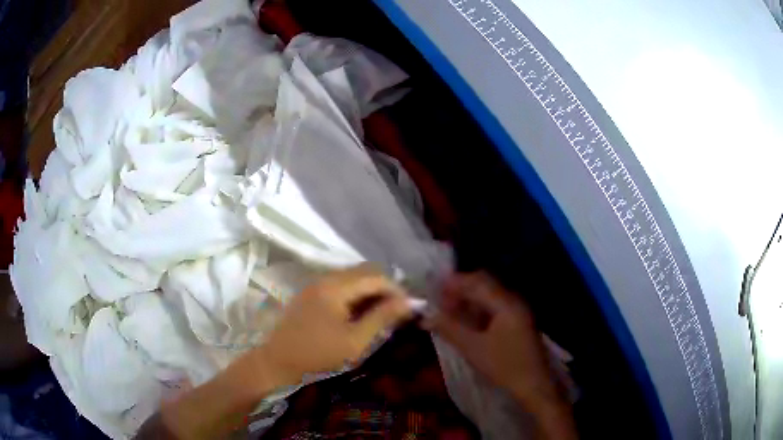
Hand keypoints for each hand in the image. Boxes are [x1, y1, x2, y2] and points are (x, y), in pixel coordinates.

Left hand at [256, 264, 412, 386]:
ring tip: (381, 313)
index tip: (409, 308)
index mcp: (336, 287)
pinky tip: (359, 313)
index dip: (396, 290)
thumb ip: (381, 318)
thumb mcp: (355, 341)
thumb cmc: (318, 355)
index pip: (376, 277)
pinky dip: (356, 294)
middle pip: (364, 272)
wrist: (277, 361)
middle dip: (385, 288)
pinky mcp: (311, 293)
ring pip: (353, 277)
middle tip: (396, 311)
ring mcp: (316, 284)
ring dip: (370, 290)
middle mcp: (326, 278)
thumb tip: (408, 302)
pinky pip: (340, 284)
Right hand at [426, 272, 557, 407]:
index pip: (477, 282)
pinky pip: (495, 307)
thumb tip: (427, 317)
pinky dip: (478, 310)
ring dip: (469, 300)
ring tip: (449, 311)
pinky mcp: (518, 321)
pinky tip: (466, 321)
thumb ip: (450, 329)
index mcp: (505, 303)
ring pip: (489, 296)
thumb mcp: (473, 348)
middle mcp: (513, 300)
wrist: (533, 384)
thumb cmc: (504, 365)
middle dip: (461, 289)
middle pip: (484, 284)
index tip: (433, 288)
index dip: (454, 282)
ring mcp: (518, 310)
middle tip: (440, 300)